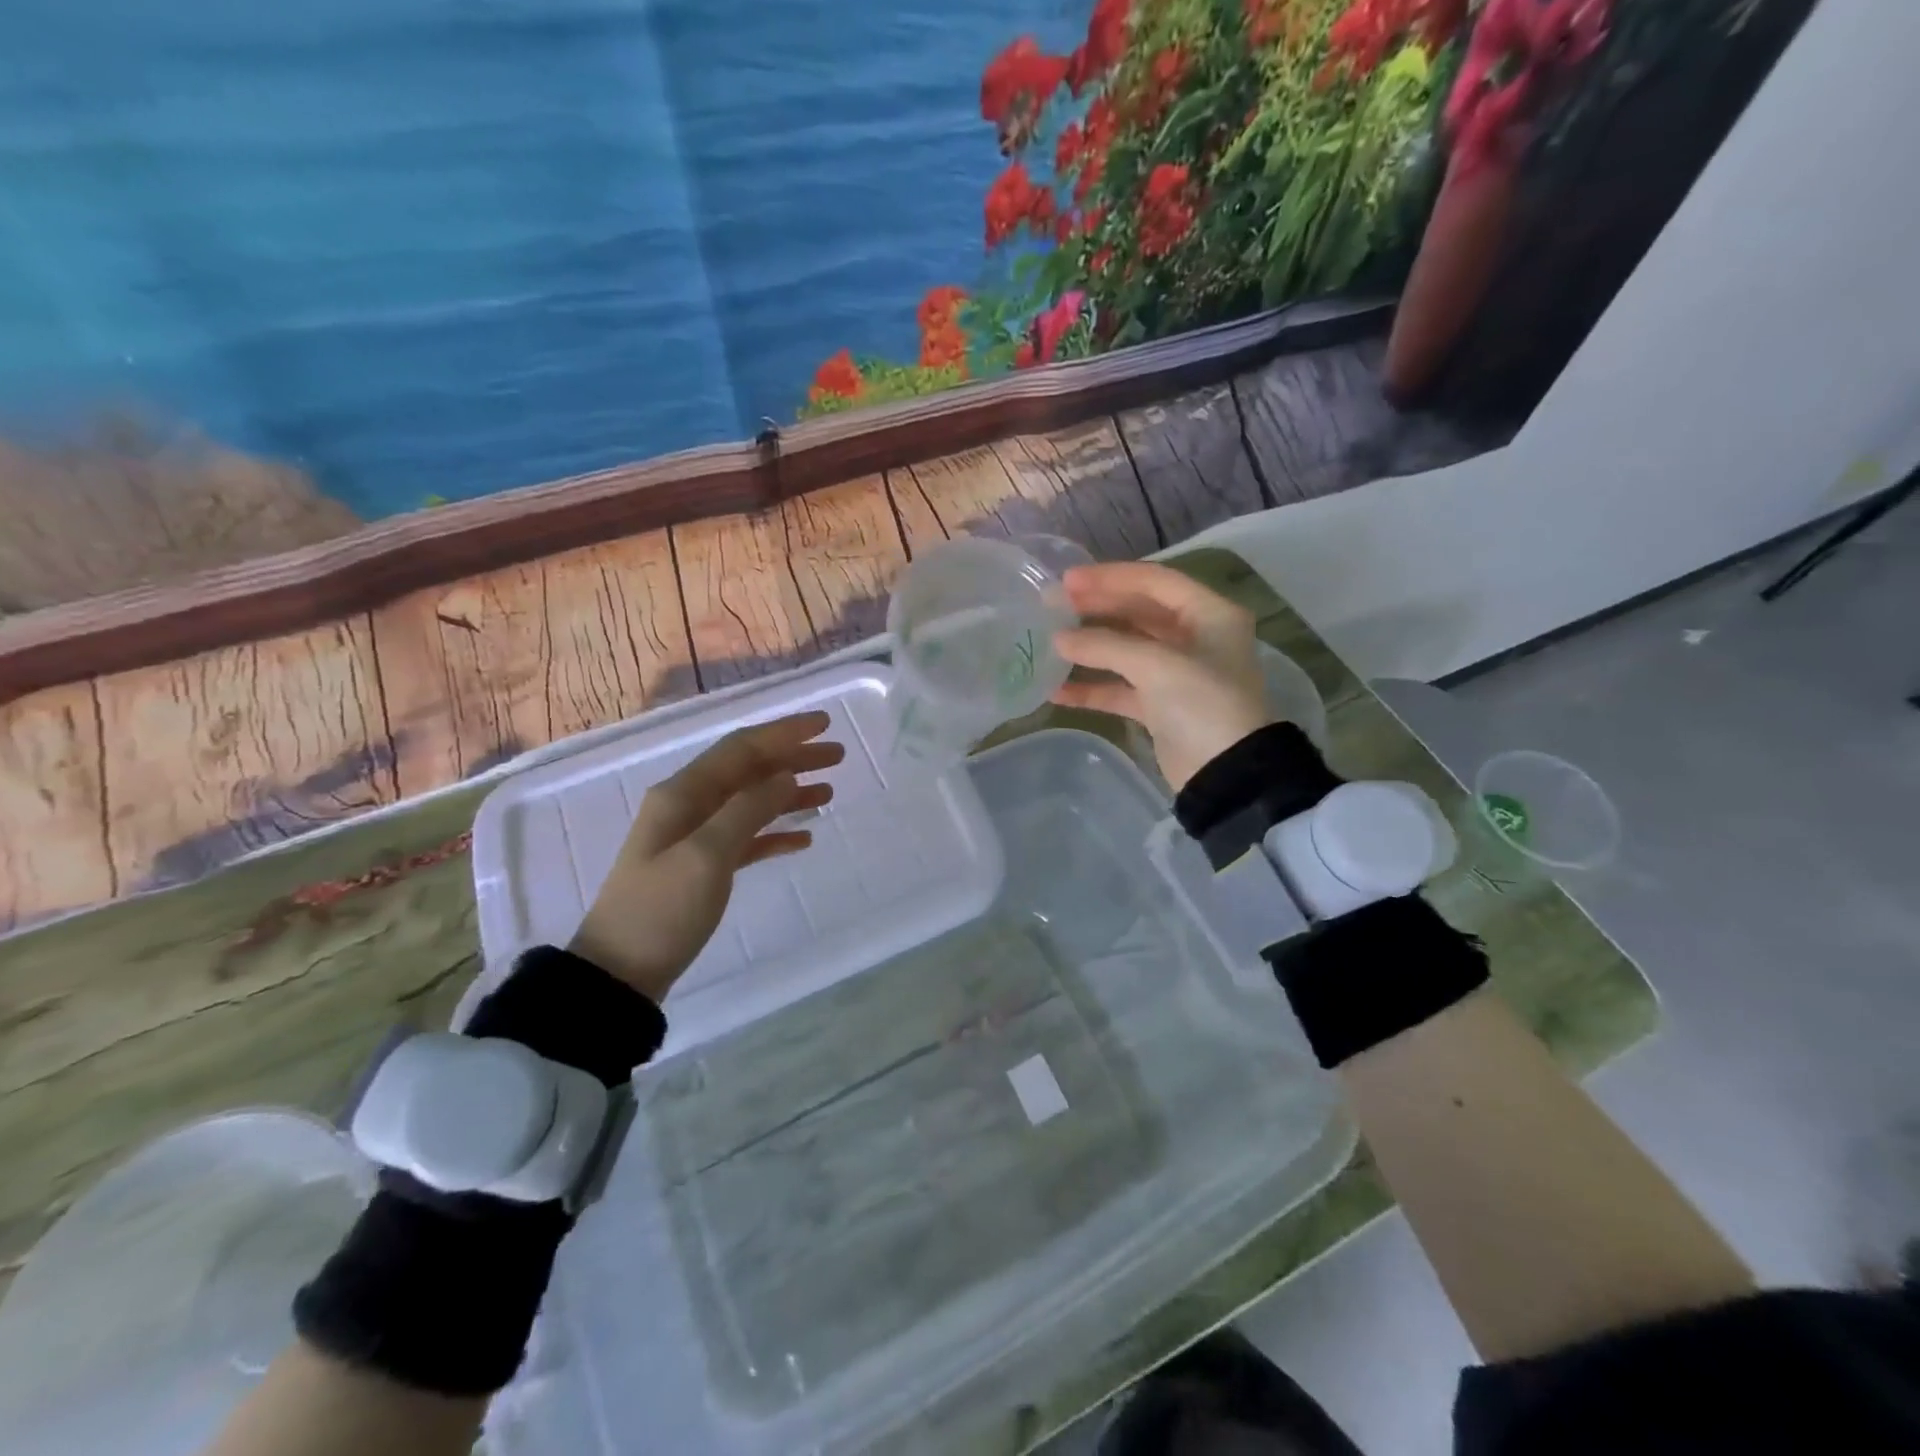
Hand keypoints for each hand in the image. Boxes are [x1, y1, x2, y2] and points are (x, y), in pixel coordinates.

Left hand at [569, 711, 842, 1000]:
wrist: (619, 973)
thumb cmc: (662, 910)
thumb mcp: (706, 856)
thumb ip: (747, 810)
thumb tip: (786, 775)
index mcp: (684, 794)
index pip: (741, 748)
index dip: (784, 733)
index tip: (824, 724)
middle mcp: (689, 806)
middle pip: (749, 770)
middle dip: (792, 758)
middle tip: (839, 756)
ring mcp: (694, 837)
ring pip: (751, 802)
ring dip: (789, 793)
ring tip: (830, 790)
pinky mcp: (702, 868)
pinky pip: (746, 837)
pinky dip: (775, 832)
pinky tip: (803, 838)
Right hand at [1051, 562, 1271, 790]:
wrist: (1227, 775)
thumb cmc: (1203, 705)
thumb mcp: (1157, 666)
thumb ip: (1105, 645)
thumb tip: (1058, 638)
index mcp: (1210, 614)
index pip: (1154, 581)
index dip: (1109, 577)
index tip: (1067, 580)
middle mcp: (1197, 637)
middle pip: (1139, 612)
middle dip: (1096, 609)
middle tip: (1053, 606)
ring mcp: (1178, 673)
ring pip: (1127, 649)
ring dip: (1091, 647)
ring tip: (1051, 642)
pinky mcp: (1162, 706)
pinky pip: (1122, 688)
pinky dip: (1093, 687)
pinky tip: (1057, 690)